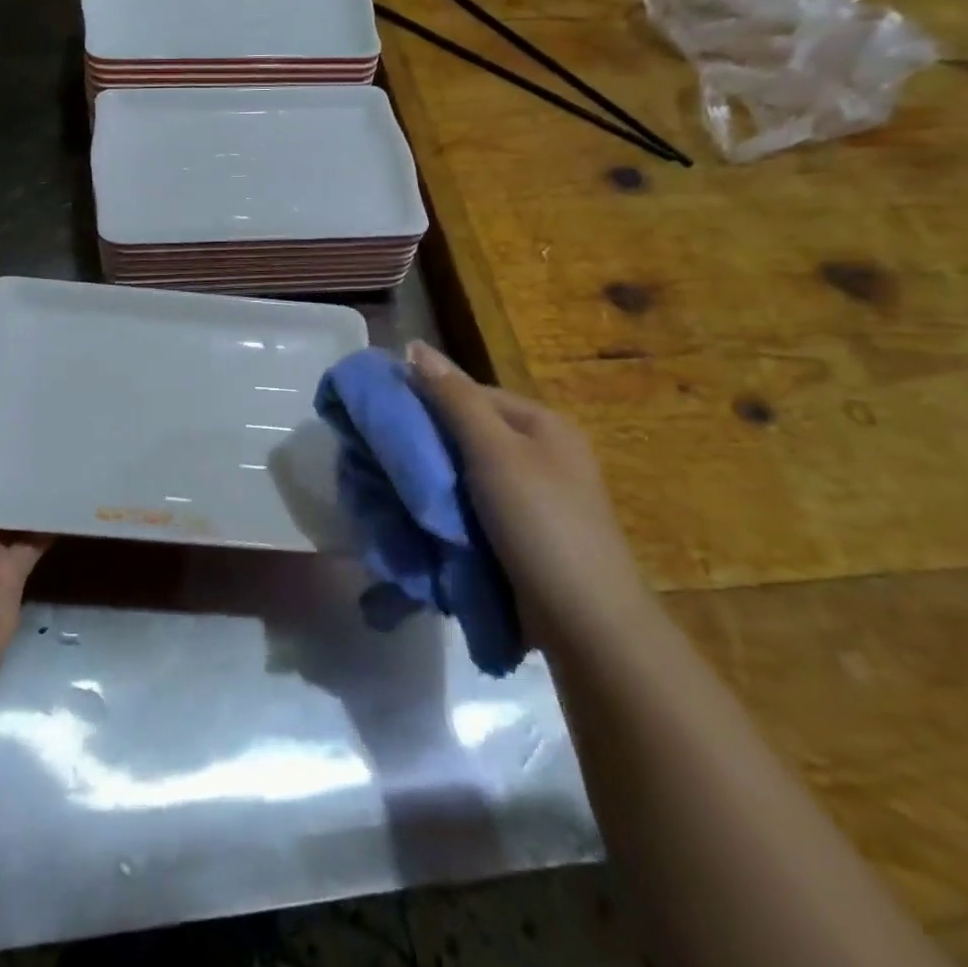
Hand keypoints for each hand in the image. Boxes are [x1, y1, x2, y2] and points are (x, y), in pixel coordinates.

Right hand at [406, 340, 649, 653]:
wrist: (584, 620)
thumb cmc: (539, 521)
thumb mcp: (493, 451)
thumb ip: (453, 399)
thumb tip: (414, 346)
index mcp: (541, 424)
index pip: (471, 393)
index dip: (427, 399)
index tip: (384, 416)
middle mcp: (542, 453)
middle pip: (469, 433)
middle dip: (428, 443)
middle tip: (383, 457)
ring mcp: (535, 497)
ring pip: (468, 473)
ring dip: (435, 480)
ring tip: (393, 488)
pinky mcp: (524, 534)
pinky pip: (475, 507)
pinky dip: (449, 509)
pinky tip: (422, 517)